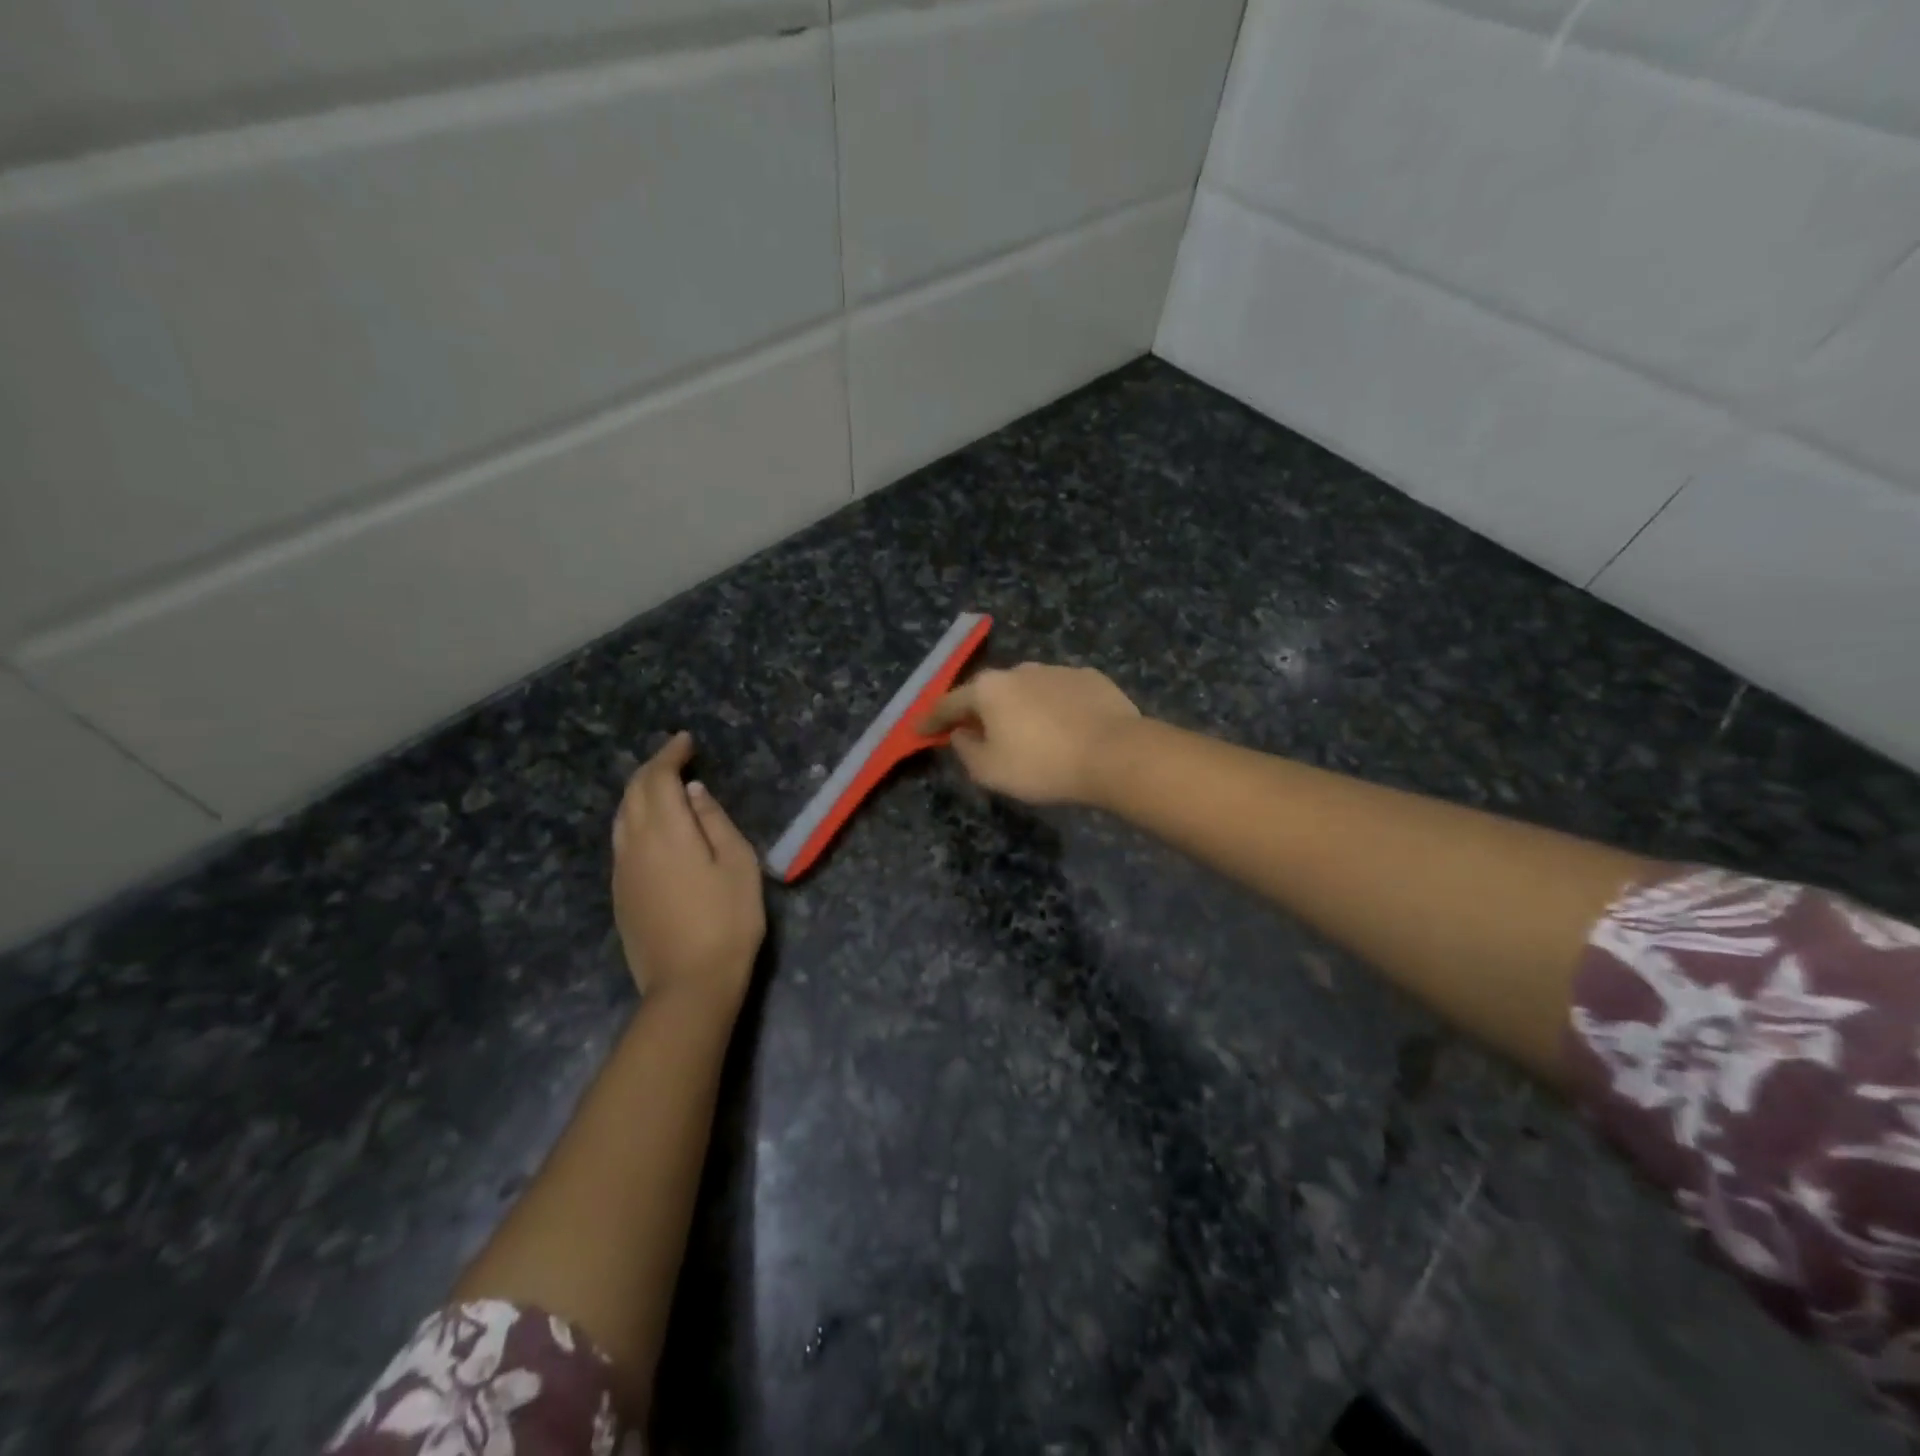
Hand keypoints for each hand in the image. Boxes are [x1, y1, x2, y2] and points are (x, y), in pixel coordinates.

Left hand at [611, 732, 764, 1013]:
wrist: (688, 984)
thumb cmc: (727, 920)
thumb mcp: (738, 864)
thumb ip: (714, 821)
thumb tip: (693, 793)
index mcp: (666, 831)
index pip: (658, 778)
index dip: (670, 754)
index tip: (686, 741)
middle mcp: (634, 843)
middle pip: (633, 792)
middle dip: (652, 769)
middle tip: (676, 758)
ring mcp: (622, 870)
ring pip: (621, 816)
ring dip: (640, 792)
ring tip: (664, 786)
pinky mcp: (620, 893)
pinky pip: (621, 840)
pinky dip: (635, 818)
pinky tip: (654, 827)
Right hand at [920, 662, 1140, 804]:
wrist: (1114, 753)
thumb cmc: (1042, 765)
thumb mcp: (990, 771)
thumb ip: (966, 750)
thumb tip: (961, 733)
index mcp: (989, 689)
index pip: (949, 703)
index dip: (931, 719)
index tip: (919, 730)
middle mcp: (1019, 670)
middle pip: (989, 691)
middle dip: (979, 711)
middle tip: (976, 733)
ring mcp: (1056, 670)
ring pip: (1026, 689)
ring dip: (1019, 707)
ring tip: (1026, 733)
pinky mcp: (1089, 678)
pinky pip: (1059, 693)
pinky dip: (1053, 707)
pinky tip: (1063, 727)